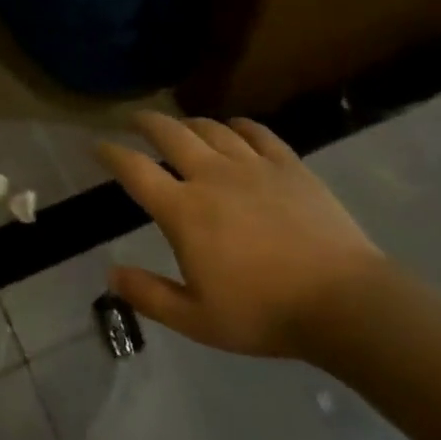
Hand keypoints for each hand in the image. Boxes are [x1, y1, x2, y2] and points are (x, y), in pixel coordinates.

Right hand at [98, 111, 384, 362]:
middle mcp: (212, 176)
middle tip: (135, 120)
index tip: (97, 145)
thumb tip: (111, 273)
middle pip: (170, 134)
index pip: (135, 170)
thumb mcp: (196, 319)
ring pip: (211, 128)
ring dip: (189, 123)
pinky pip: (257, 132)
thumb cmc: (263, 313)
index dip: (111, 153)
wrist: (343, 302)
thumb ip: (149, 295)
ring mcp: (253, 166)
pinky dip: (238, 125)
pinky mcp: (288, 165)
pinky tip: (234, 128)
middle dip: (146, 122)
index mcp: (184, 211)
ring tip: (181, 126)